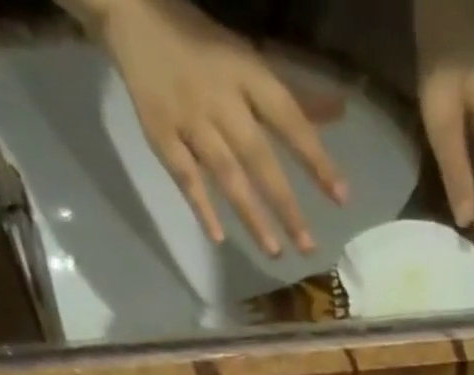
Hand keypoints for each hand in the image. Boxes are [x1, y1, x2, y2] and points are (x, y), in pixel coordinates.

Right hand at [88, 0, 348, 254]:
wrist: (131, 13)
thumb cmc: (205, 47)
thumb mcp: (252, 63)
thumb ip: (295, 97)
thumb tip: (340, 112)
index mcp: (247, 75)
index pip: (289, 120)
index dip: (316, 158)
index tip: (341, 196)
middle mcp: (220, 100)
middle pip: (258, 158)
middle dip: (285, 205)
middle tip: (308, 247)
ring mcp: (188, 119)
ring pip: (225, 174)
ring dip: (251, 216)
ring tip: (275, 252)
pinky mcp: (160, 133)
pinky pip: (183, 175)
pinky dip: (200, 206)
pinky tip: (218, 237)